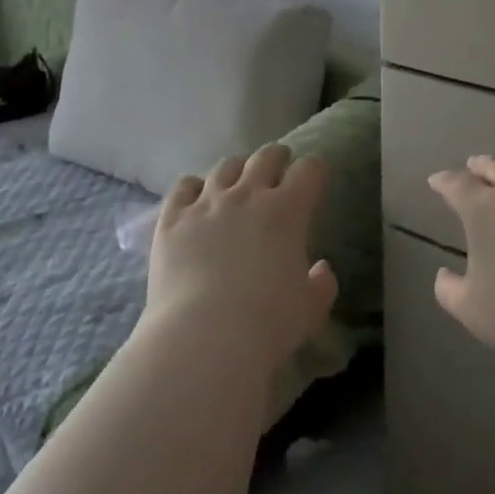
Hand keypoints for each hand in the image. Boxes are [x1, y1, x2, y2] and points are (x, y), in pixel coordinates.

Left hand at [146, 145, 337, 368]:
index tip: (314, 180)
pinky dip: (194, 188)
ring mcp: (206, 202)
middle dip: (277, 158)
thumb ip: (321, 285)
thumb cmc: (266, 324)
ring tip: (237, 181)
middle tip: (279, 168)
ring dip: (237, 169)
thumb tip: (321, 269)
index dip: (314, 171)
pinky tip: (196, 198)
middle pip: (266, 156)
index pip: (309, 170)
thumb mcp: (310, 310)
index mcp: (287, 210)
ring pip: (225, 166)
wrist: (203, 337)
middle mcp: (247, 194)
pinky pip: (184, 186)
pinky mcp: (173, 217)